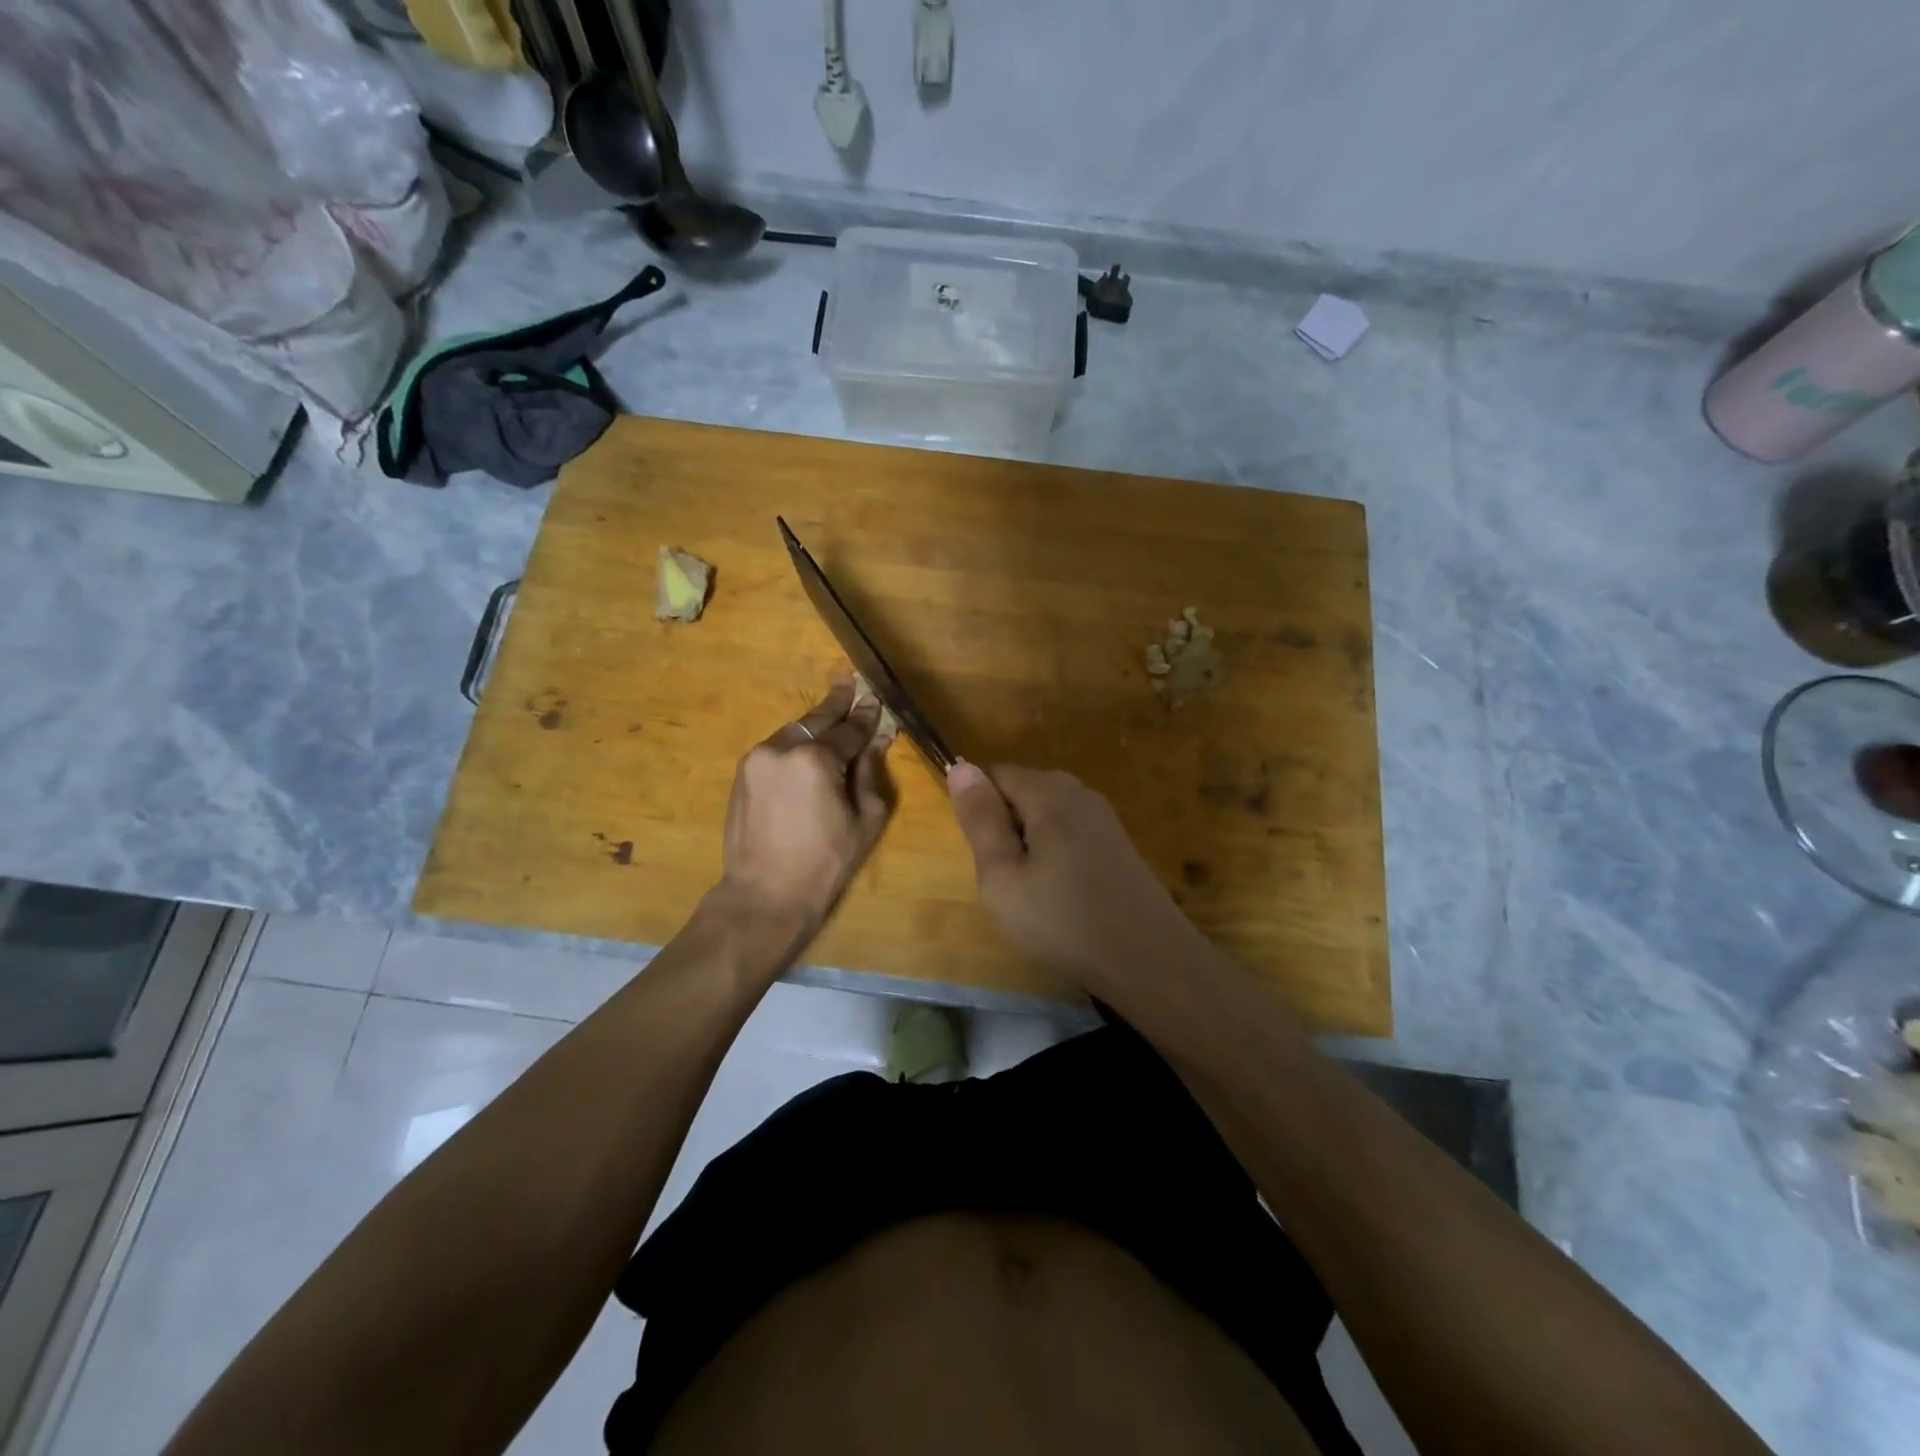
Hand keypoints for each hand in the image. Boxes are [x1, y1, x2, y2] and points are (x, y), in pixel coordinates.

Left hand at [716, 679, 894, 942]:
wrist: (764, 895)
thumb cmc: (825, 863)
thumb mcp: (865, 820)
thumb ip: (870, 772)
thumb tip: (877, 739)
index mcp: (816, 760)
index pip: (849, 731)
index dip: (866, 717)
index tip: (876, 700)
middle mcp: (782, 749)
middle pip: (816, 721)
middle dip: (836, 703)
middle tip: (849, 681)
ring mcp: (756, 760)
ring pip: (793, 732)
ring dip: (814, 725)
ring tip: (831, 711)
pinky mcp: (742, 774)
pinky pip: (776, 749)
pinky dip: (794, 744)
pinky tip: (807, 744)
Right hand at [946, 762, 1206, 989]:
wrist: (1149, 960)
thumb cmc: (1063, 920)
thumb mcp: (1003, 876)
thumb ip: (980, 819)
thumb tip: (960, 766)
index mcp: (1049, 792)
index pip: (995, 774)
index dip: (979, 811)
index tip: (982, 856)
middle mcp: (1079, 792)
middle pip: (1022, 793)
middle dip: (1004, 829)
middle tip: (1005, 881)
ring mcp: (1103, 817)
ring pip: (1044, 817)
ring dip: (1029, 847)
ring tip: (1033, 894)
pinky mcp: (1117, 843)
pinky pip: (1069, 834)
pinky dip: (1054, 857)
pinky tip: (1062, 897)